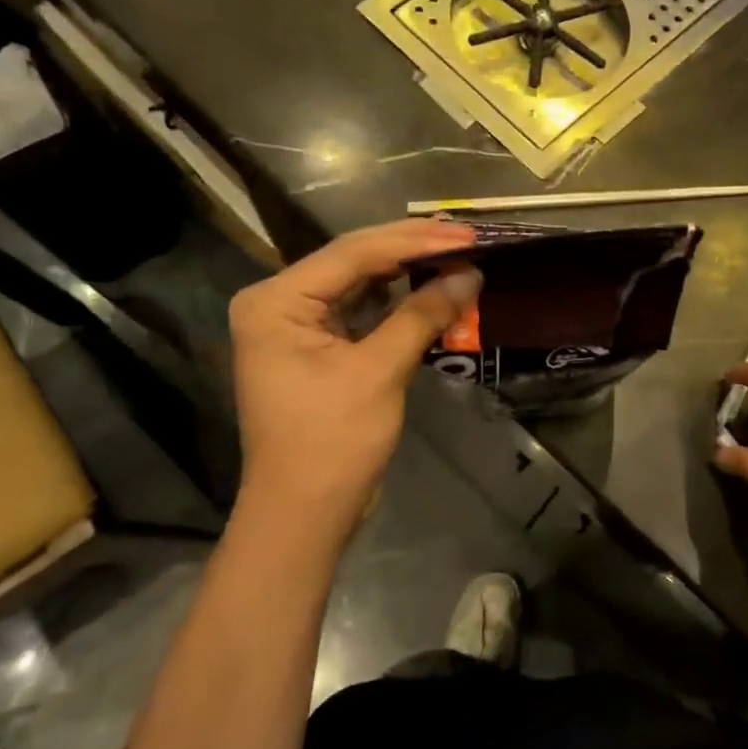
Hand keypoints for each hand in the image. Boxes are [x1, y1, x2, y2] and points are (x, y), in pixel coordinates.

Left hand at [229, 219, 479, 529]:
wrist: (305, 513)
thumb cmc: (332, 443)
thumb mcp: (379, 372)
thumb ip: (422, 316)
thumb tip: (471, 274)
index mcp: (276, 301)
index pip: (353, 253)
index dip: (414, 241)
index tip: (466, 235)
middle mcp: (279, 303)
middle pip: (354, 261)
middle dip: (412, 249)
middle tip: (467, 238)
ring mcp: (297, 326)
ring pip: (360, 284)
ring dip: (408, 273)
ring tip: (457, 255)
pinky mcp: (318, 349)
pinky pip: (362, 312)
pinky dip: (398, 304)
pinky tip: (432, 290)